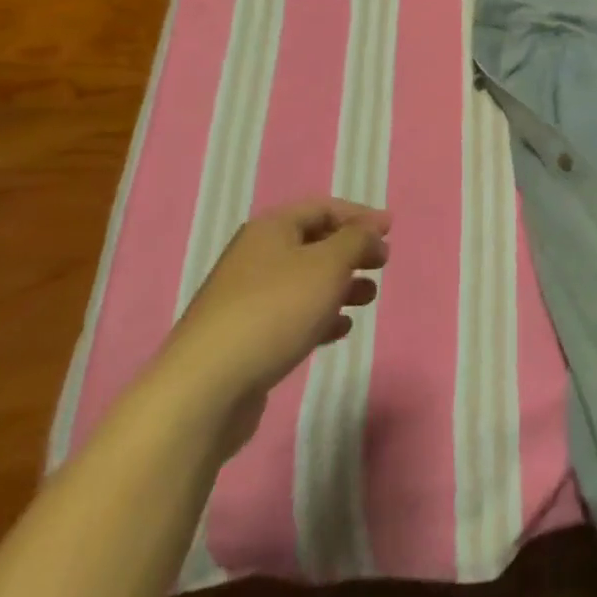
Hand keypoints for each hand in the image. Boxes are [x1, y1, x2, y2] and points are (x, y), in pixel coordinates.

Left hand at [155, 200, 389, 452]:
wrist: (205, 388)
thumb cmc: (275, 311)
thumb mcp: (328, 264)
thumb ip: (357, 240)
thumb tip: (371, 230)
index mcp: (271, 229)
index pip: (324, 208)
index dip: (360, 215)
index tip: (391, 230)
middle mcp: (256, 256)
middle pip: (314, 243)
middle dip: (352, 251)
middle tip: (382, 264)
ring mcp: (246, 298)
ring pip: (305, 281)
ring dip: (340, 285)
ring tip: (368, 299)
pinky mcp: (245, 336)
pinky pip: (291, 314)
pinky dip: (320, 315)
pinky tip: (340, 330)